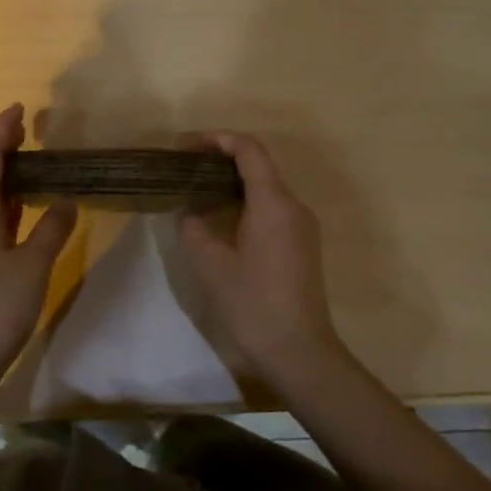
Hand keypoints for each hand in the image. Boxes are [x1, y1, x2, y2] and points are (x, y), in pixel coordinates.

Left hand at [0, 105, 77, 380]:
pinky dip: (5, 208)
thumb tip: (66, 202)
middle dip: (5, 152)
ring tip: (34, 169)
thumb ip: (52, 229)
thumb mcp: (34, 265)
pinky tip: (23, 215)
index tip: (19, 108)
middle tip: (31, 134)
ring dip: (6, 181)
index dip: (2, 130)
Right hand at [176, 132, 344, 379]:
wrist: (299, 351)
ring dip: (234, 184)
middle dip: (222, 160)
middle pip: (259, 166)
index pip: (249, 150)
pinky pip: (274, 209)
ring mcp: (303, 226)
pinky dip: (247, 203)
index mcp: (273, 203)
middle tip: (187, 169)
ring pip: (267, 189)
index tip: (188, 145)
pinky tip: (223, 221)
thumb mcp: (210, 264)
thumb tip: (189, 209)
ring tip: (199, 192)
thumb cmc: (252, 304)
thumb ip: (193, 227)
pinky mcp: (303, 244)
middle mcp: (294, 206)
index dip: (219, 139)